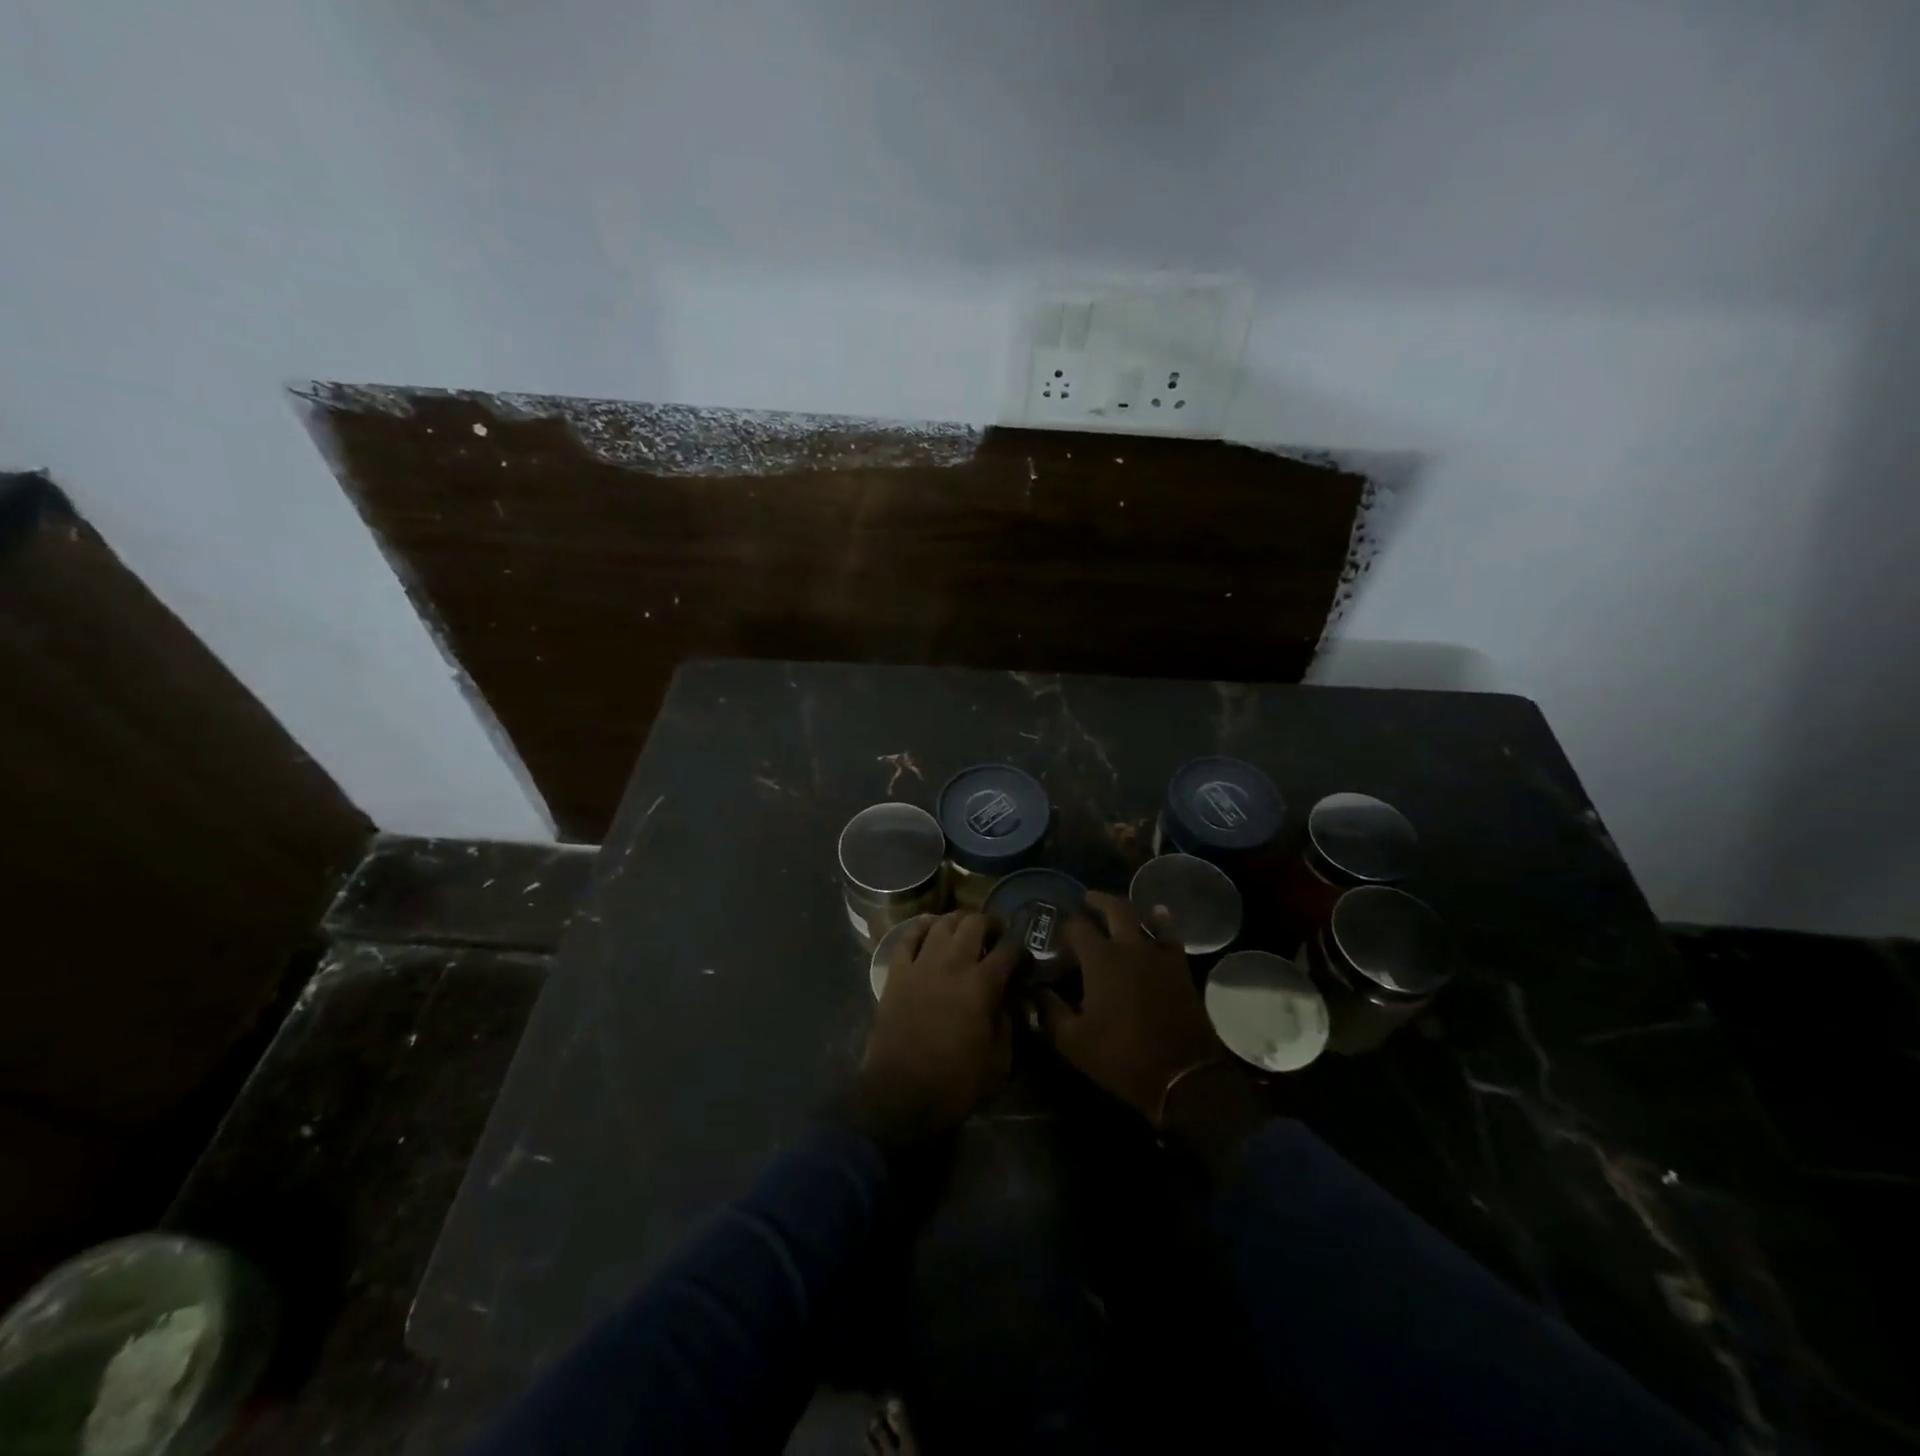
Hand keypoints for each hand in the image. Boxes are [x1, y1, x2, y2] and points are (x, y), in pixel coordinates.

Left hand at [848, 911, 1018, 1147]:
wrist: (899, 1094)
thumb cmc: (954, 1083)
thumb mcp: (998, 1062)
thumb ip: (1008, 1023)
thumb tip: (1011, 1000)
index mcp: (982, 984)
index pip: (1009, 950)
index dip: (1020, 949)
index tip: (1023, 957)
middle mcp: (953, 963)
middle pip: (974, 923)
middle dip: (990, 924)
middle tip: (995, 936)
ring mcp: (921, 964)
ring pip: (942, 922)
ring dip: (958, 921)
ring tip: (965, 930)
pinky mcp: (896, 972)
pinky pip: (908, 936)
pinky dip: (921, 927)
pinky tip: (930, 929)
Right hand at [1037, 891, 1227, 1121]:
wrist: (1182, 1075)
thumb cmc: (1122, 1056)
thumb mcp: (1073, 1041)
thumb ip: (1049, 1011)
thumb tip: (1032, 992)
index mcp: (1100, 959)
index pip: (1076, 928)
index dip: (1063, 930)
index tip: (1056, 940)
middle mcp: (1129, 945)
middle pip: (1113, 908)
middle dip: (1097, 901)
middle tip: (1086, 900)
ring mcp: (1158, 953)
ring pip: (1142, 916)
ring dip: (1126, 909)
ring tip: (1116, 909)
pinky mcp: (1179, 966)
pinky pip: (1169, 934)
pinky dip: (1161, 922)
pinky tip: (1157, 918)